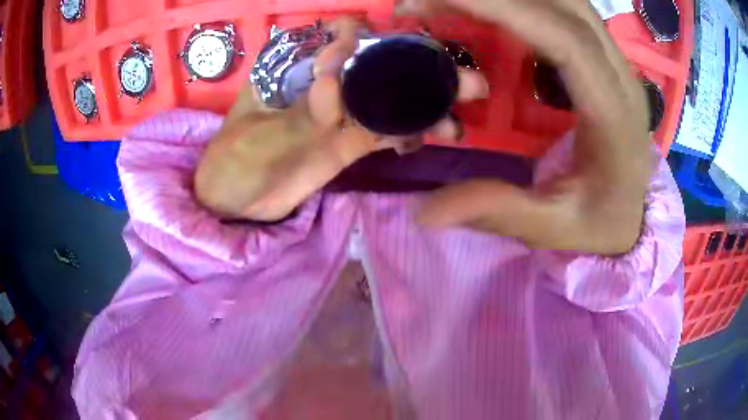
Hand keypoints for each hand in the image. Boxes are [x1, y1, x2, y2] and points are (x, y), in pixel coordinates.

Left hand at [195, 18, 487, 220]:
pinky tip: (432, 139)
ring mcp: (340, 116)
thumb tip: (336, 79)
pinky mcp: (347, 145)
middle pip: (379, 72)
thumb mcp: (262, 134)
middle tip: (465, 82)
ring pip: (390, 104)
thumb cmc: (235, 161)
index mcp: (298, 71)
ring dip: (424, 109)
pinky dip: (408, 135)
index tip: (416, 45)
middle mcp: (325, 86)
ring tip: (458, 122)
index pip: (343, 42)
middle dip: (420, 74)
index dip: (381, 39)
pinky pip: (384, 135)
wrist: (236, 203)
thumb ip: (301, 111)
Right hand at [409, 0, 651, 254]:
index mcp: (613, 116)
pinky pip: (566, 12)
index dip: (505, 9)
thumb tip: (425, 211)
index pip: (566, 40)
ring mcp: (616, 62)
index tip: (440, 0)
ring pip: (567, 1)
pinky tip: (493, 8)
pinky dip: (526, 2)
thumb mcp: (552, 228)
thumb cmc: (600, 222)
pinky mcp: (605, 59)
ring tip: (455, 1)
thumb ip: (497, 211)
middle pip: (566, 5)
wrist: (633, 213)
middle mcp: (621, 76)